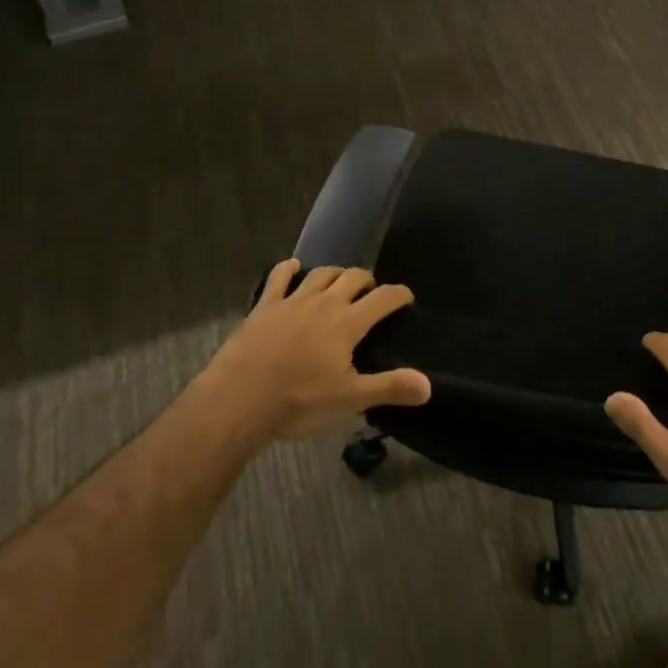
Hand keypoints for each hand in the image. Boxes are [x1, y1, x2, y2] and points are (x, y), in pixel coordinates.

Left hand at [199, 260, 430, 444]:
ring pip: (321, 274)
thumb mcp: (349, 400)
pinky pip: (279, 277)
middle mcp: (324, 302)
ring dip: (335, 274)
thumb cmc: (299, 401)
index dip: (399, 295)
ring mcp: (293, 300)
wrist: (240, 397)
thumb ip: (389, 388)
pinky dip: (288, 269)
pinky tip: (292, 266)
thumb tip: (428, 385)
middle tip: (370, 293)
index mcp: (348, 323)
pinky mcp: (265, 306)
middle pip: (352, 277)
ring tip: (340, 281)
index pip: (383, 298)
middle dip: (366, 280)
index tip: (406, 298)